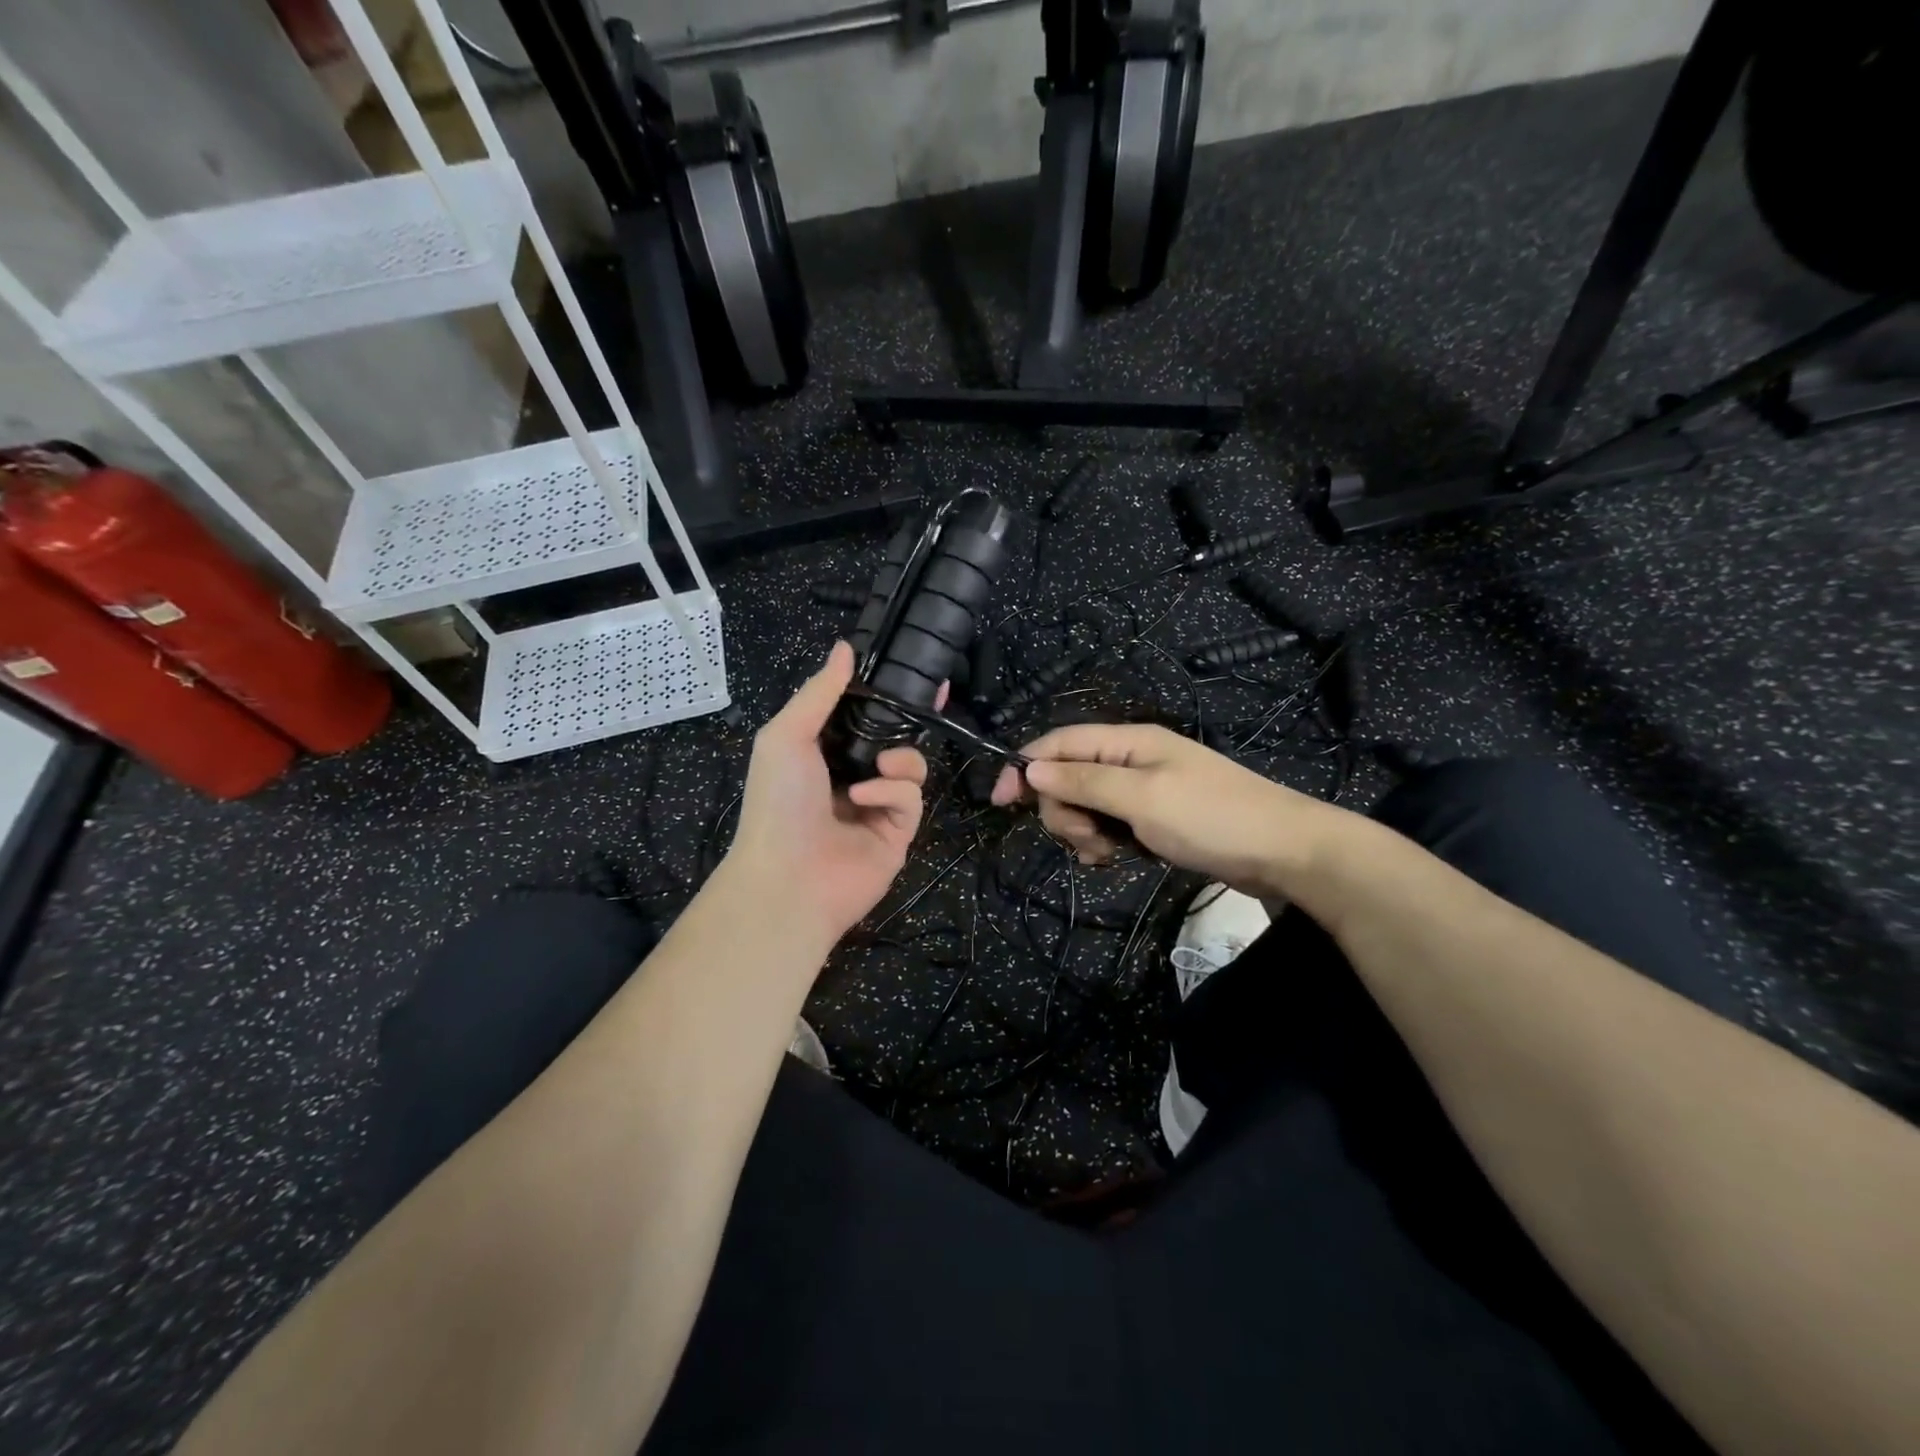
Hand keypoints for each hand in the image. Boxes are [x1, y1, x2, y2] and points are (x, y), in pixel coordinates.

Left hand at [725, 642, 928, 949]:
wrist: (787, 878)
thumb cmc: (778, 800)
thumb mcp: (787, 735)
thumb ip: (819, 691)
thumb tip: (845, 647)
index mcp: (823, 751)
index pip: (861, 713)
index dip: (885, 692)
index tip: (914, 670)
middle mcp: (852, 774)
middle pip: (894, 736)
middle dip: (911, 717)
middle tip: (934, 694)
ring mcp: (877, 805)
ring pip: (911, 765)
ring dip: (899, 759)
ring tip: (879, 765)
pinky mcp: (898, 832)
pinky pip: (911, 798)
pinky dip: (891, 792)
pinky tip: (864, 799)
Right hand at [990, 722, 1345, 899]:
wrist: (1285, 852)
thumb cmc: (1211, 818)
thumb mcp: (1142, 799)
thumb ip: (1084, 783)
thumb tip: (1030, 770)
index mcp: (1128, 742)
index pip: (1059, 743)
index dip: (1024, 767)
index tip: (999, 803)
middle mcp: (1132, 759)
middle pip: (1068, 777)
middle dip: (1064, 809)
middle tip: (1086, 839)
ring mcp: (1144, 789)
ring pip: (1087, 804)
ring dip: (1083, 830)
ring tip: (1108, 853)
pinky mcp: (1155, 818)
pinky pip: (1110, 824)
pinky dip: (1104, 841)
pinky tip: (1116, 858)